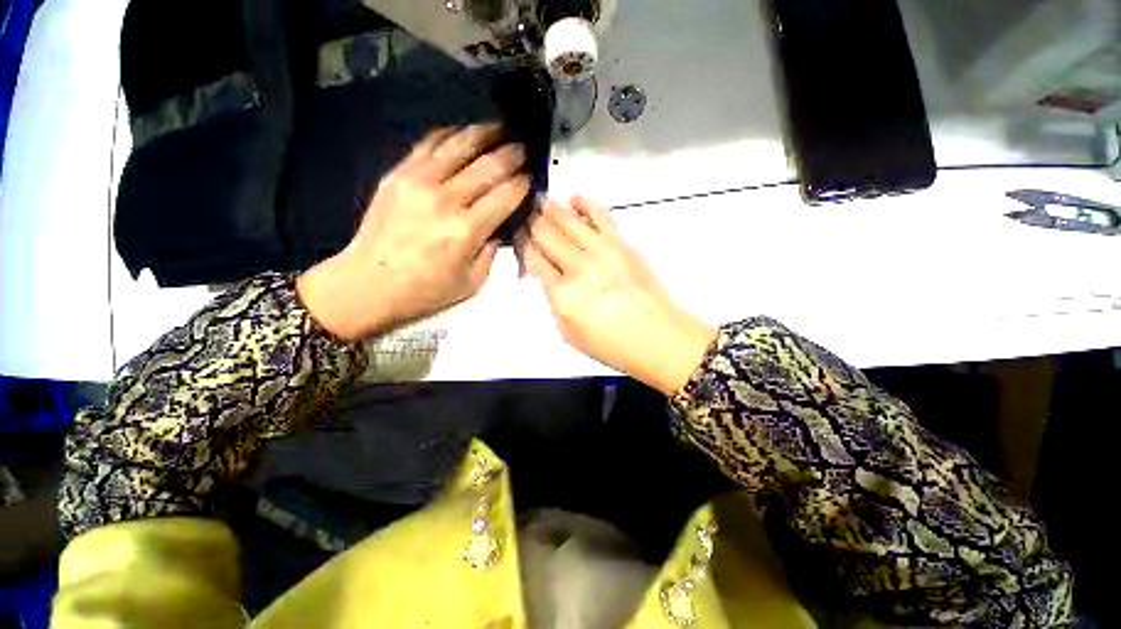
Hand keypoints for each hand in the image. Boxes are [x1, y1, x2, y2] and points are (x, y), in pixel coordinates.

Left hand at [298, 125, 529, 341]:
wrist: (369, 282)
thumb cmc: (425, 289)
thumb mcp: (473, 281)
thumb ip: (492, 249)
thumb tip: (501, 222)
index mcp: (466, 230)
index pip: (506, 195)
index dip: (523, 183)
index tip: (531, 177)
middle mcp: (445, 200)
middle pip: (489, 165)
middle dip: (513, 154)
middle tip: (524, 148)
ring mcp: (419, 181)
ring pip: (460, 145)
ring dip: (486, 133)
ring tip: (502, 128)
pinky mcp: (399, 173)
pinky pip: (430, 143)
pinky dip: (451, 133)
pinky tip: (465, 132)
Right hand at [516, 197, 716, 395]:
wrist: (657, 337)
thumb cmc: (611, 344)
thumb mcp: (568, 332)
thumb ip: (554, 301)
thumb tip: (549, 276)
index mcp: (561, 293)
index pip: (534, 258)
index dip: (522, 245)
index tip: (518, 237)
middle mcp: (578, 267)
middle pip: (546, 234)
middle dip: (532, 223)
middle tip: (525, 216)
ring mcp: (601, 251)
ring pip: (568, 220)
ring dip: (551, 209)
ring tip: (542, 202)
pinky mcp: (622, 244)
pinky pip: (600, 215)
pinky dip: (585, 203)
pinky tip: (574, 198)